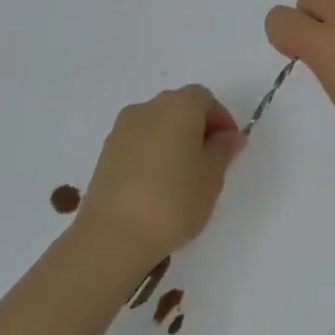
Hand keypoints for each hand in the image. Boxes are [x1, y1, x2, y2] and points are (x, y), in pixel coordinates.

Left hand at [73, 86, 246, 268]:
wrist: (113, 235)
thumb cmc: (174, 201)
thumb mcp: (212, 177)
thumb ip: (223, 150)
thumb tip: (229, 136)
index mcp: (178, 106)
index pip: (205, 99)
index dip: (221, 119)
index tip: (229, 148)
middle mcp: (147, 108)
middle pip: (179, 107)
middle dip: (197, 128)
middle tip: (210, 162)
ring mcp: (121, 130)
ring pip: (156, 125)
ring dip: (173, 140)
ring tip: (182, 177)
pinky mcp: (105, 153)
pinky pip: (138, 143)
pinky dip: (152, 154)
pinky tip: (157, 186)